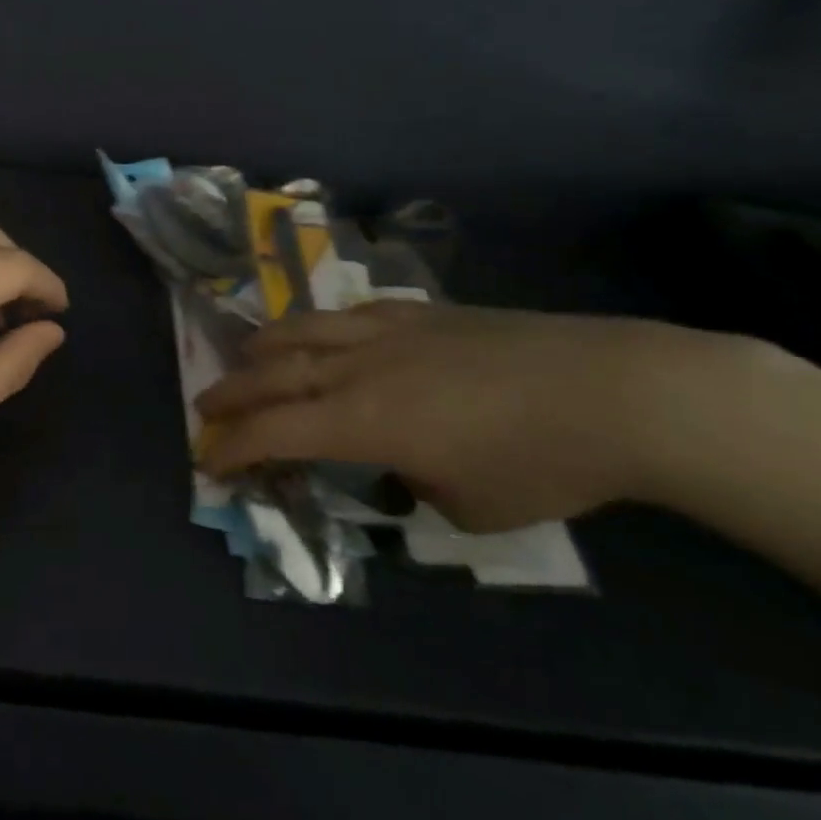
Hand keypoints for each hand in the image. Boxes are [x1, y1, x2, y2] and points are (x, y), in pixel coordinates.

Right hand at [196, 302, 767, 532]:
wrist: (616, 391)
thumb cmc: (541, 463)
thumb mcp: (466, 506)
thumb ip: (413, 483)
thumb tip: (402, 463)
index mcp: (363, 420)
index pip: (275, 431)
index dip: (234, 448)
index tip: (209, 462)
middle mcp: (361, 367)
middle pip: (274, 373)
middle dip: (231, 394)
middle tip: (204, 408)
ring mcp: (390, 331)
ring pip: (304, 329)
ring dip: (263, 348)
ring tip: (244, 360)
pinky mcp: (422, 313)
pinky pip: (349, 315)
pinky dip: (319, 328)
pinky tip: (322, 335)